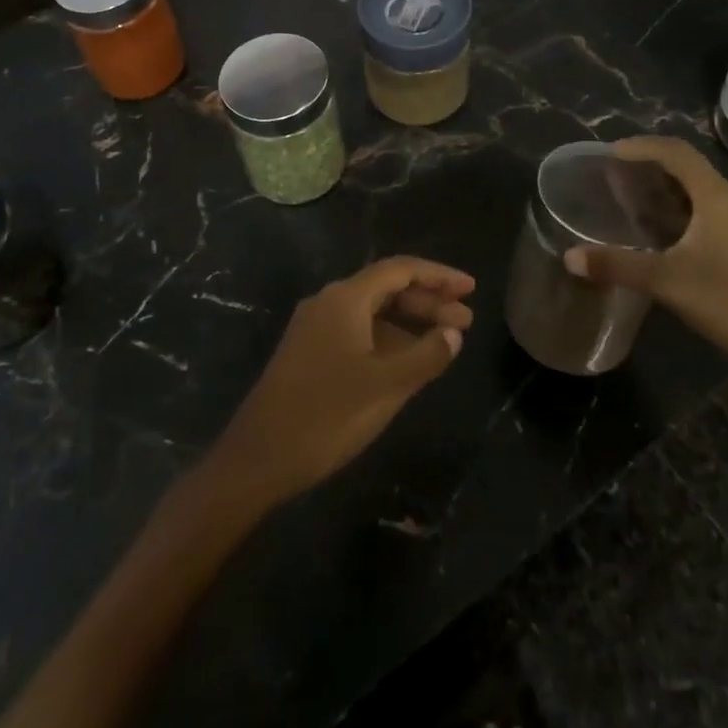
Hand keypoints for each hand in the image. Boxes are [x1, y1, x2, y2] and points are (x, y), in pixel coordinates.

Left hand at [207, 256, 473, 508]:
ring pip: (372, 313)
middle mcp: (329, 303)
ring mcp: (316, 328)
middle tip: (466, 319)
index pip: (400, 270)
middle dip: (428, 301)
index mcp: (345, 298)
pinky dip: (388, 339)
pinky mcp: (309, 353)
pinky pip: (358, 332)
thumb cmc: (326, 415)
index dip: (438, 275)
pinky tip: (408, 361)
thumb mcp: (385, 386)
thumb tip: (454, 332)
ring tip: (446, 341)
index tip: (470, 288)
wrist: (257, 457)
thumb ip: (426, 355)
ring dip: (409, 322)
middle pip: (386, 289)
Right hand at [563, 136, 727, 385]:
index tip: (609, 154)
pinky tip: (656, 233)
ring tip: (627, 198)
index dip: (642, 146)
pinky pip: (703, 213)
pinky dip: (675, 211)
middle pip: (687, 168)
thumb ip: (618, 265)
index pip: (677, 153)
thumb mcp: (668, 282)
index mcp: (717, 198)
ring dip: (662, 189)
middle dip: (649, 166)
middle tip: (612, 174)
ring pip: (696, 192)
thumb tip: (569, 256)